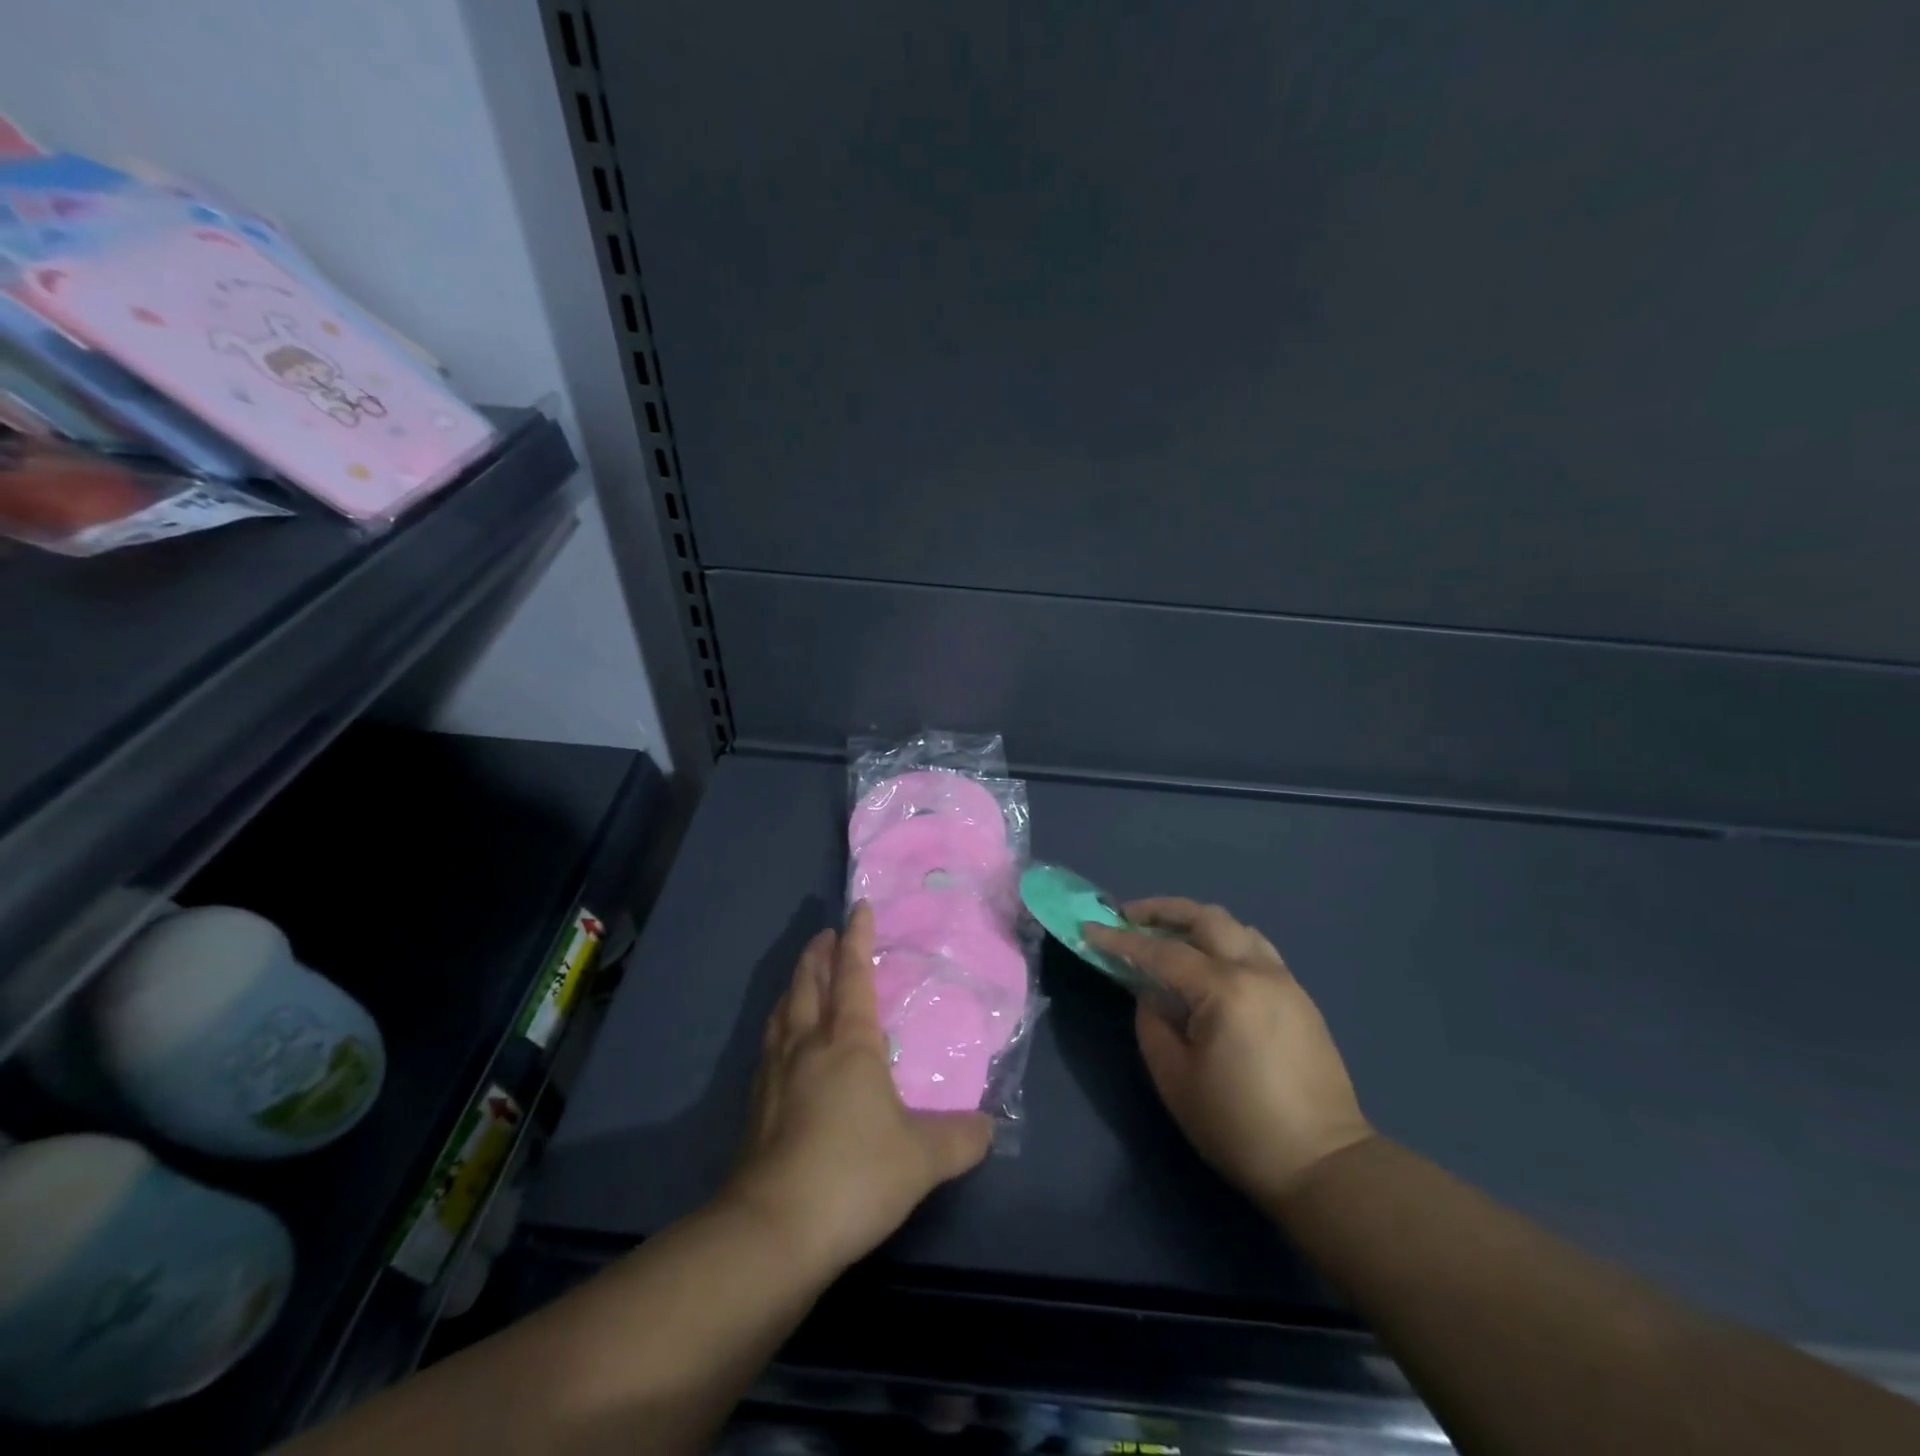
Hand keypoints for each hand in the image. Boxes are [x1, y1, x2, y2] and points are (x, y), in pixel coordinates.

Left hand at [722, 902, 993, 1273]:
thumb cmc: (855, 1174)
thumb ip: (960, 1138)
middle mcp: (806, 1045)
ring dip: (794, 985)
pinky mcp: (755, 1108)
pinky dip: (779, 1028)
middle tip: (825, 935)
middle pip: (809, 984)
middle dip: (818, 954)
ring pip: (782, 1012)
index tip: (859, 908)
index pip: (853, 975)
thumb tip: (988, 1127)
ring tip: (801, 978)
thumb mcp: (923, 1158)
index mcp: (848, 1042)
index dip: (858, 939)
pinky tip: (781, 1046)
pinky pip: (769, 1047)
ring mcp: (774, 1075)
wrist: (773, 1231)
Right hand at [1085, 898, 1373, 1207]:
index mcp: (1225, 990)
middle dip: (1162, 910)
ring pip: (1236, 927)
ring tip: (1168, 935)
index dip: (1121, 940)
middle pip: (1206, 918)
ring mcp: (1285, 981)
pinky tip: (1208, 963)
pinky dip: (1224, 942)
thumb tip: (1151, 994)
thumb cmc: (1239, 1127)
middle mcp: (1258, 972)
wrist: (1324, 1166)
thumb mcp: (1175, 1079)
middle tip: (1129, 917)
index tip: (1089, 928)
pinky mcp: (1300, 997)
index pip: (1162, 952)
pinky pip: (1256, 949)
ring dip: (1197, 922)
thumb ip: (1152, 1024)